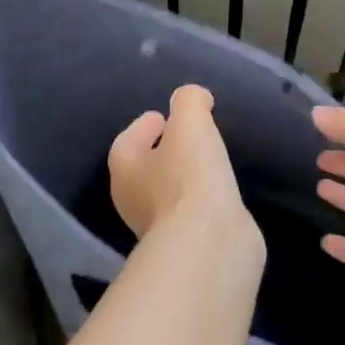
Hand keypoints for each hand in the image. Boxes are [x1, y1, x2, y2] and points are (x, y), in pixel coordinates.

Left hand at [109, 86, 259, 252]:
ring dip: (183, 179)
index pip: (127, 142)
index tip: (163, 116)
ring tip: (208, 163)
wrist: (209, 243)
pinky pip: (190, 214)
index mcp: (124, 170)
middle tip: (186, 138)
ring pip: (168, 194)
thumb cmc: (189, 177)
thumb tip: (194, 98)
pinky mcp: (186, 246)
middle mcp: (132, 201)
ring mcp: (158, 228)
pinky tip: (220, 194)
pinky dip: (201, 202)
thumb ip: (189, 102)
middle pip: (144, 170)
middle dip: (162, 153)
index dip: (143, 126)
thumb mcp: (190, 123)